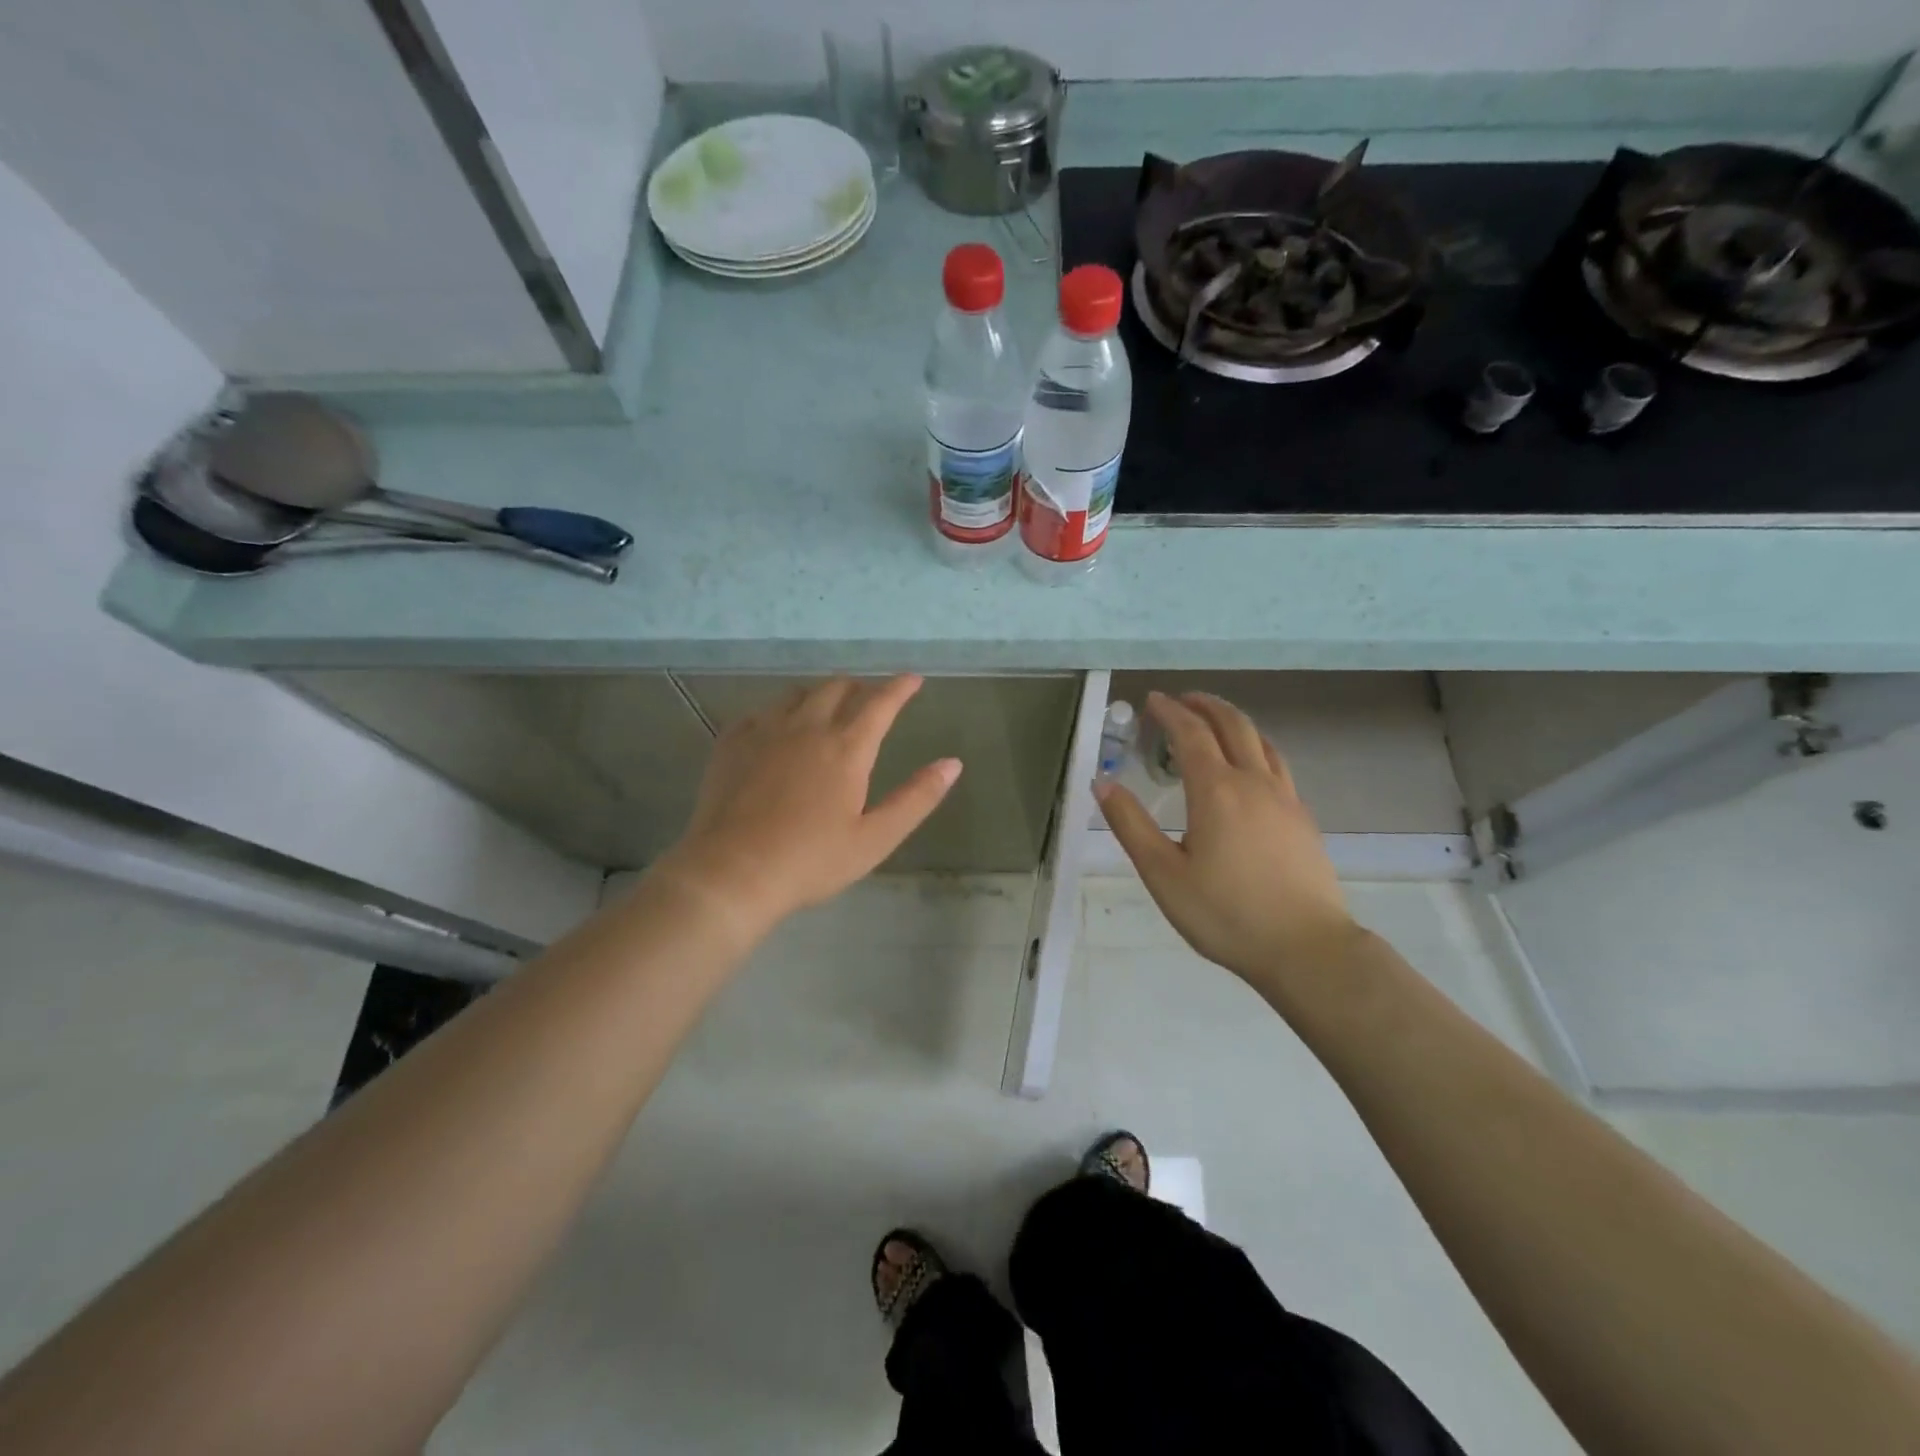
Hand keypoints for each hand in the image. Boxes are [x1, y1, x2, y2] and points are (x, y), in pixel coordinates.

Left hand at [653, 676, 960, 936]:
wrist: (732, 872)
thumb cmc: (811, 860)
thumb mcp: (875, 838)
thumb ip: (916, 798)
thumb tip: (952, 763)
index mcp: (846, 748)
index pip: (880, 703)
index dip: (900, 687)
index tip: (912, 679)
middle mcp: (807, 727)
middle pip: (837, 688)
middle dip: (860, 688)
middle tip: (869, 700)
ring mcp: (765, 731)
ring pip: (798, 694)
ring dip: (820, 695)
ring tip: (826, 710)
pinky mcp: (732, 743)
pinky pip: (761, 712)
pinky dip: (780, 712)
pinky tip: (777, 729)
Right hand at [1095, 692, 1361, 990]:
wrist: (1306, 949)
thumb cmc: (1226, 913)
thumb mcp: (1163, 874)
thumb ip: (1131, 825)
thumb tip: (1102, 784)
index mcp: (1216, 791)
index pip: (1190, 734)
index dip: (1170, 712)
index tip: (1152, 700)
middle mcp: (1253, 782)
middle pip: (1232, 725)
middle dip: (1204, 705)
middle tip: (1182, 700)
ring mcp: (1285, 798)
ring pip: (1260, 741)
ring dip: (1233, 721)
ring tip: (1214, 722)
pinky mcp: (1302, 818)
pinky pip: (1277, 764)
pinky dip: (1256, 747)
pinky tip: (1250, 767)